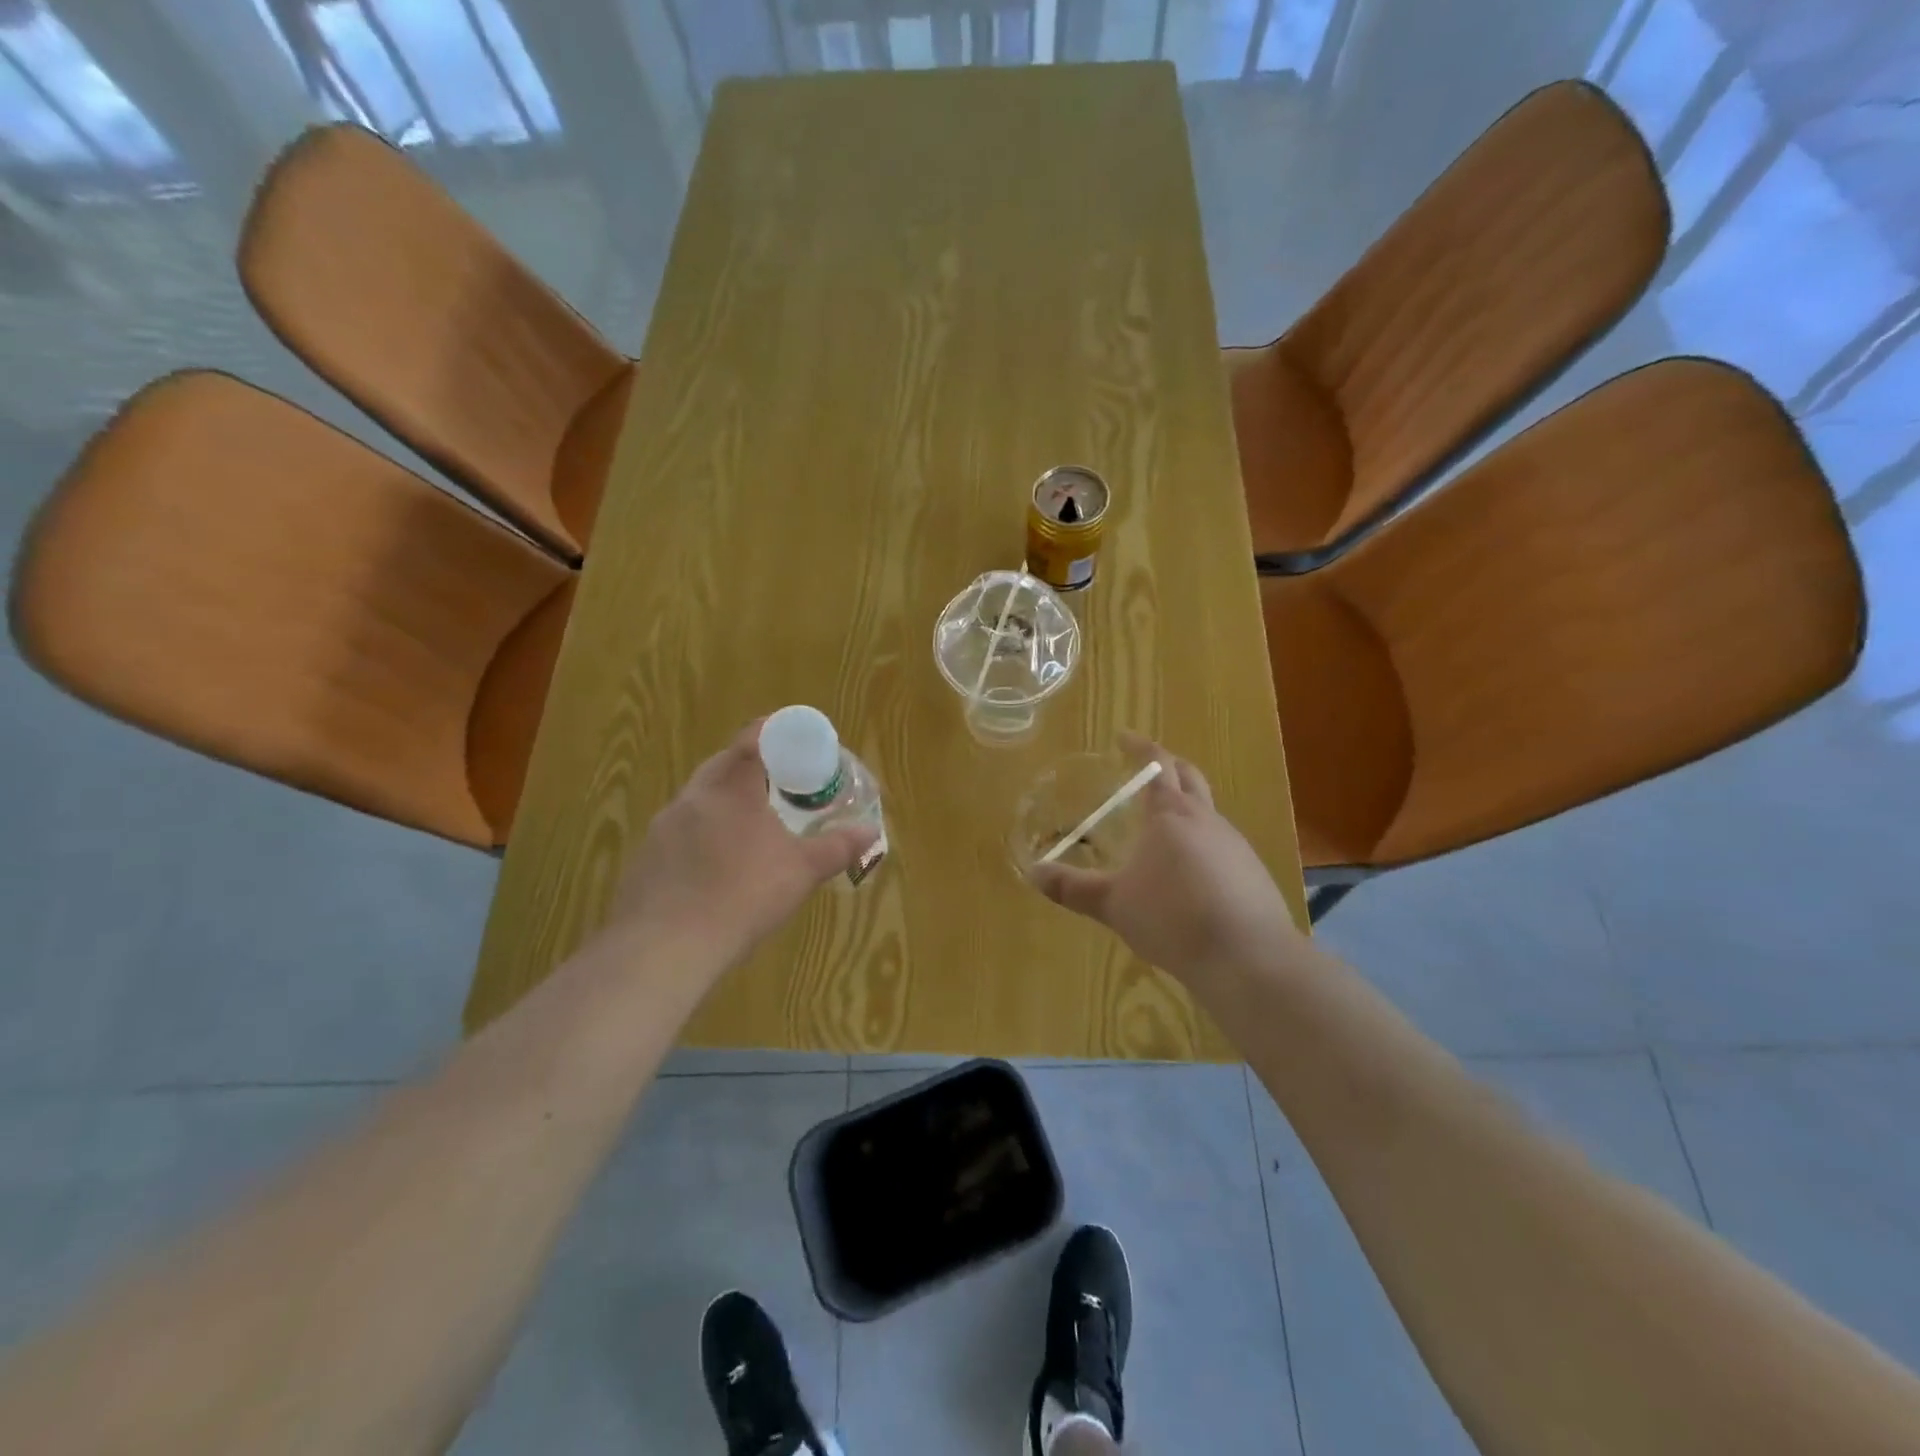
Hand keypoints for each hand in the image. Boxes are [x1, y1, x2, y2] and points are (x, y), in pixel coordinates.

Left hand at [606, 720, 876, 969]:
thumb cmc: (743, 896)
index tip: (790, 739)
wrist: (665, 948)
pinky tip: (714, 870)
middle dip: (749, 770)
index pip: (751, 740)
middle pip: (721, 766)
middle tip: (777, 786)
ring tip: (748, 830)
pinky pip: (678, 835)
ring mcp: (662, 828)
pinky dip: (700, 839)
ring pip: (697, 801)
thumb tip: (871, 832)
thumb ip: (837, 847)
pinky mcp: (644, 859)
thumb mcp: (802, 872)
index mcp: (732, 788)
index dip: (772, 732)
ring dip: (723, 806)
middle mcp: (692, 797)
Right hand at [1026, 733, 1299, 984]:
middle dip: (1169, 766)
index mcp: (1171, 815)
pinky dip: (1202, 843)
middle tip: (1147, 769)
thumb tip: (1034, 873)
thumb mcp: (1113, 904)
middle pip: (1190, 777)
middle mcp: (1207, 820)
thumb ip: (1073, 887)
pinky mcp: (1252, 873)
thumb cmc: (1172, 918)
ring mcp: (1235, 846)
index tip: (1124, 737)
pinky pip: (1222, 845)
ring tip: (1162, 828)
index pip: (1157, 765)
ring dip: (1186, 807)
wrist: (1246, 957)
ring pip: (1208, 812)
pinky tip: (1190, 873)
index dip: (1140, 747)